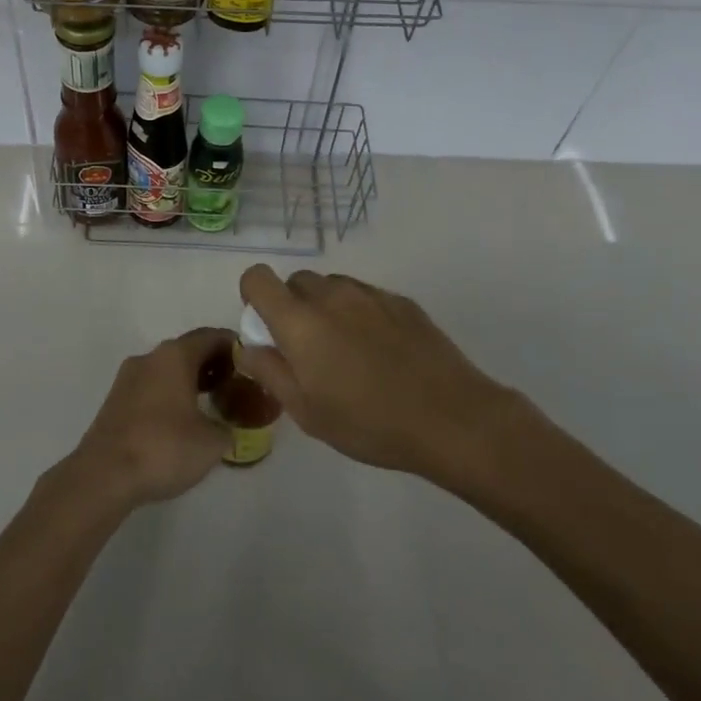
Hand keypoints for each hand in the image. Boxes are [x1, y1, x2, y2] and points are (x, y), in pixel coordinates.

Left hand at [69, 327, 234, 507]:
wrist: (104, 475)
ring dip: (190, 380)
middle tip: (235, 385)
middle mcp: (150, 357)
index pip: (211, 336)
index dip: (235, 347)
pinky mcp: (115, 400)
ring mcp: (128, 378)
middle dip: (213, 364)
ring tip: (212, 404)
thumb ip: (228, 427)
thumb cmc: (164, 448)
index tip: (252, 363)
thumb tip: (226, 427)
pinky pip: (151, 387)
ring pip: (167, 369)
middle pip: (188, 350)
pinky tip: (182, 420)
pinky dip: (171, 394)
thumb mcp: (212, 442)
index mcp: (175, 356)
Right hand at [238, 267, 531, 478]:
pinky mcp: (401, 301)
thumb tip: (249, 347)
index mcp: (300, 321)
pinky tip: (380, 352)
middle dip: (292, 306)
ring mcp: (370, 294)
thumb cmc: (369, 422)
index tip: (266, 327)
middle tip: (307, 349)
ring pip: (332, 286)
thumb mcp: (307, 412)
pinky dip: (360, 313)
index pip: (258, 278)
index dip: (253, 296)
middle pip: (296, 281)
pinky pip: (366, 296)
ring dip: (326, 308)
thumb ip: (270, 372)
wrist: (451, 418)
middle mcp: (331, 296)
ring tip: (346, 351)